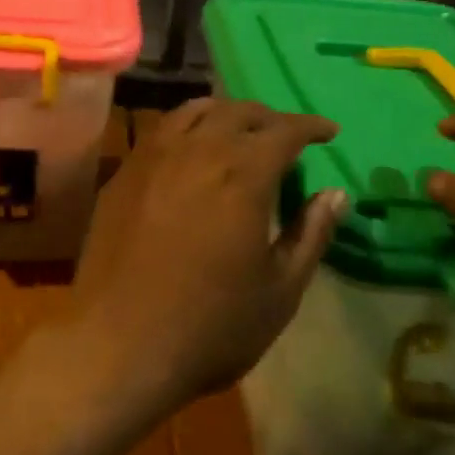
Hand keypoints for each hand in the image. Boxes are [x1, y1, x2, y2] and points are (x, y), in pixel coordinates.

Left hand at [64, 98, 347, 418]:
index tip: (328, 132)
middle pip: (238, 112)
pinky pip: (162, 128)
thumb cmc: (210, 326)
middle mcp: (198, 151)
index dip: (310, 126)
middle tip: (285, 136)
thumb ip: (310, 235)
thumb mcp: (279, 291)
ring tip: (239, 130)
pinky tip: (191, 146)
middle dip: (269, 118)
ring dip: (226, 113)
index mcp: (243, 176)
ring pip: (195, 110)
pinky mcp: (125, 171)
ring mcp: (154, 156)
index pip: (284, 131)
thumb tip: (335, 193)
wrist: (119, 344)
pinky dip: (188, 124)